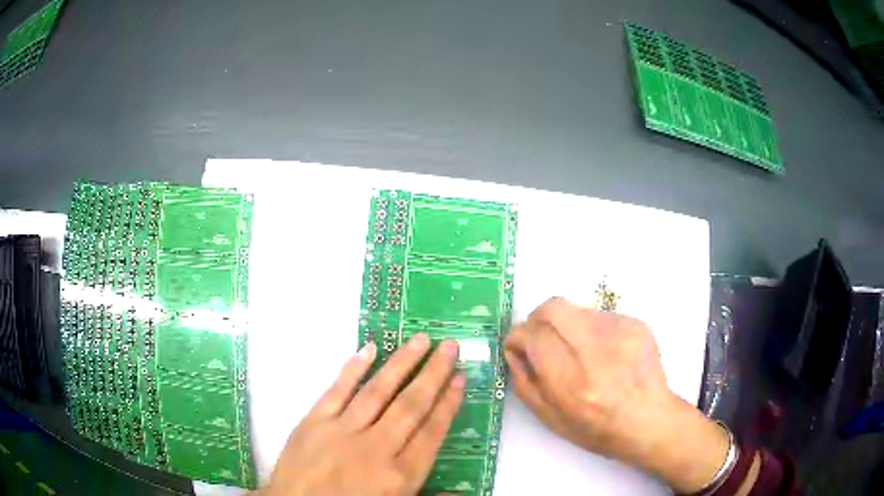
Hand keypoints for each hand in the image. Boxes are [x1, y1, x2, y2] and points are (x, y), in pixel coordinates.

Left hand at [261, 334, 464, 495]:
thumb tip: (463, 492)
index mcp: (399, 476)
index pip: (431, 432)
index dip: (448, 404)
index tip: (460, 378)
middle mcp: (375, 449)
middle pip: (411, 406)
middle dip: (433, 374)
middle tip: (450, 346)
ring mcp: (341, 432)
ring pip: (378, 392)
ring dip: (401, 363)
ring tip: (421, 340)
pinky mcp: (313, 422)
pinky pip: (337, 391)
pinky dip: (354, 369)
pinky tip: (370, 349)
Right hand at [504, 298, 729, 492]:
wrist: (649, 420)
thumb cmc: (596, 429)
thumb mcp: (549, 417)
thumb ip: (524, 381)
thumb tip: (514, 349)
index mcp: (571, 381)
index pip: (533, 334)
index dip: (518, 337)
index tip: (519, 346)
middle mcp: (595, 350)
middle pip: (553, 308)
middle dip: (537, 319)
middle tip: (540, 338)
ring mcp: (620, 332)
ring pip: (576, 310)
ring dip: (566, 326)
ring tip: (579, 352)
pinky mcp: (636, 324)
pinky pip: (600, 316)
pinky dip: (591, 330)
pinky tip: (603, 354)